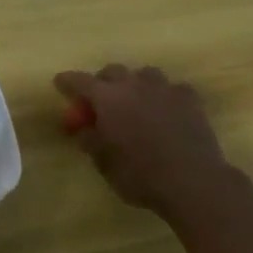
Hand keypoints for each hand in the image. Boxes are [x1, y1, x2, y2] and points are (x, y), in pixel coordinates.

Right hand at [54, 64, 230, 214]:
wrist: (192, 181)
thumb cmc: (139, 174)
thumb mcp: (103, 163)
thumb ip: (89, 140)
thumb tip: (83, 128)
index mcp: (107, 98)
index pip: (79, 81)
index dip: (67, 81)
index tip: (60, 83)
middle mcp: (133, 85)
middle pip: (112, 71)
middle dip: (102, 82)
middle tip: (101, 101)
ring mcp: (164, 89)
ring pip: (144, 74)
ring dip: (135, 84)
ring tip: (136, 102)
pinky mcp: (190, 99)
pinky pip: (173, 88)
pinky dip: (165, 96)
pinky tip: (167, 111)